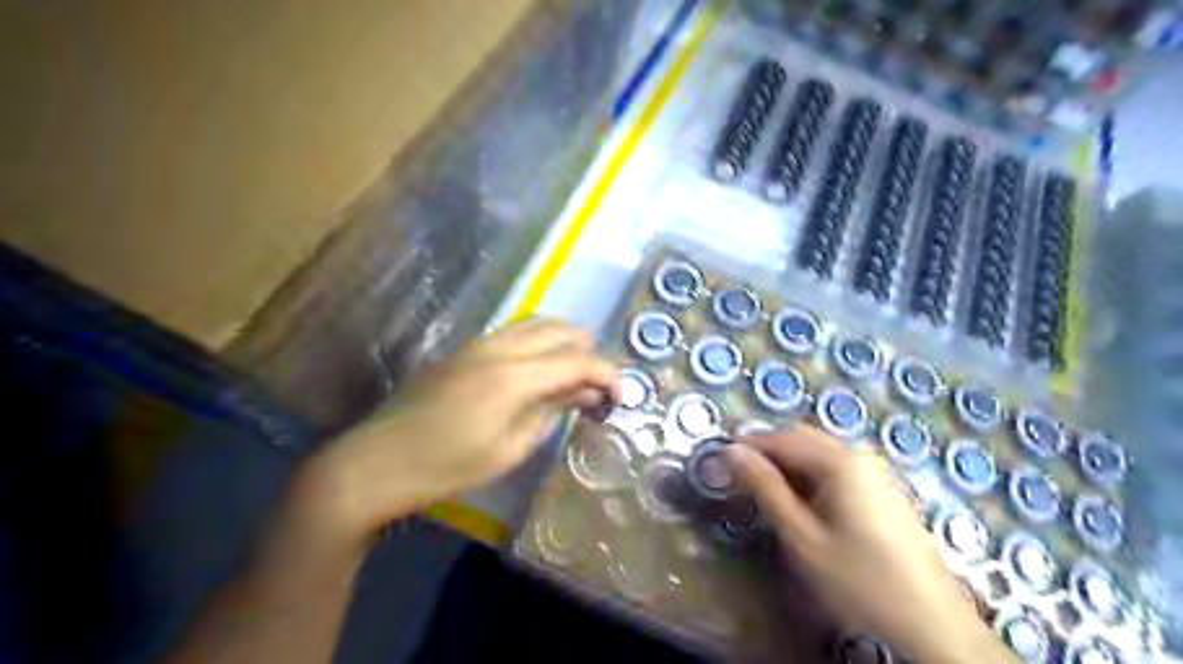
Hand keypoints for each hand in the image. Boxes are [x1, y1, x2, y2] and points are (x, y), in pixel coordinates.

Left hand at [293, 318, 620, 547]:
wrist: (378, 461)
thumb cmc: (448, 466)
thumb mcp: (510, 448)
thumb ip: (551, 412)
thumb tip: (583, 394)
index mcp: (515, 375)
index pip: (577, 360)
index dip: (607, 373)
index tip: (623, 393)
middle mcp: (500, 346)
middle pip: (560, 330)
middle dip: (588, 351)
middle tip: (597, 385)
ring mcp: (479, 342)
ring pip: (536, 323)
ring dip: (563, 342)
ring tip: (573, 373)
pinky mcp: (464, 348)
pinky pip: (513, 331)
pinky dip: (538, 342)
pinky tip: (538, 368)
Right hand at [726, 428, 1010, 661]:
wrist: (932, 624)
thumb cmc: (859, 580)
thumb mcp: (801, 536)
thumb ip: (764, 488)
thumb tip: (731, 453)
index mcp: (840, 462)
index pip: (781, 438)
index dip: (748, 445)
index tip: (720, 459)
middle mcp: (860, 456)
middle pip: (803, 438)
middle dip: (768, 451)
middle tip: (740, 476)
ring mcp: (877, 472)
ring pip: (820, 453)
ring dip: (789, 464)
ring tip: (766, 492)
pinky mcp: (884, 491)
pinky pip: (838, 468)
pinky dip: (811, 476)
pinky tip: (803, 503)